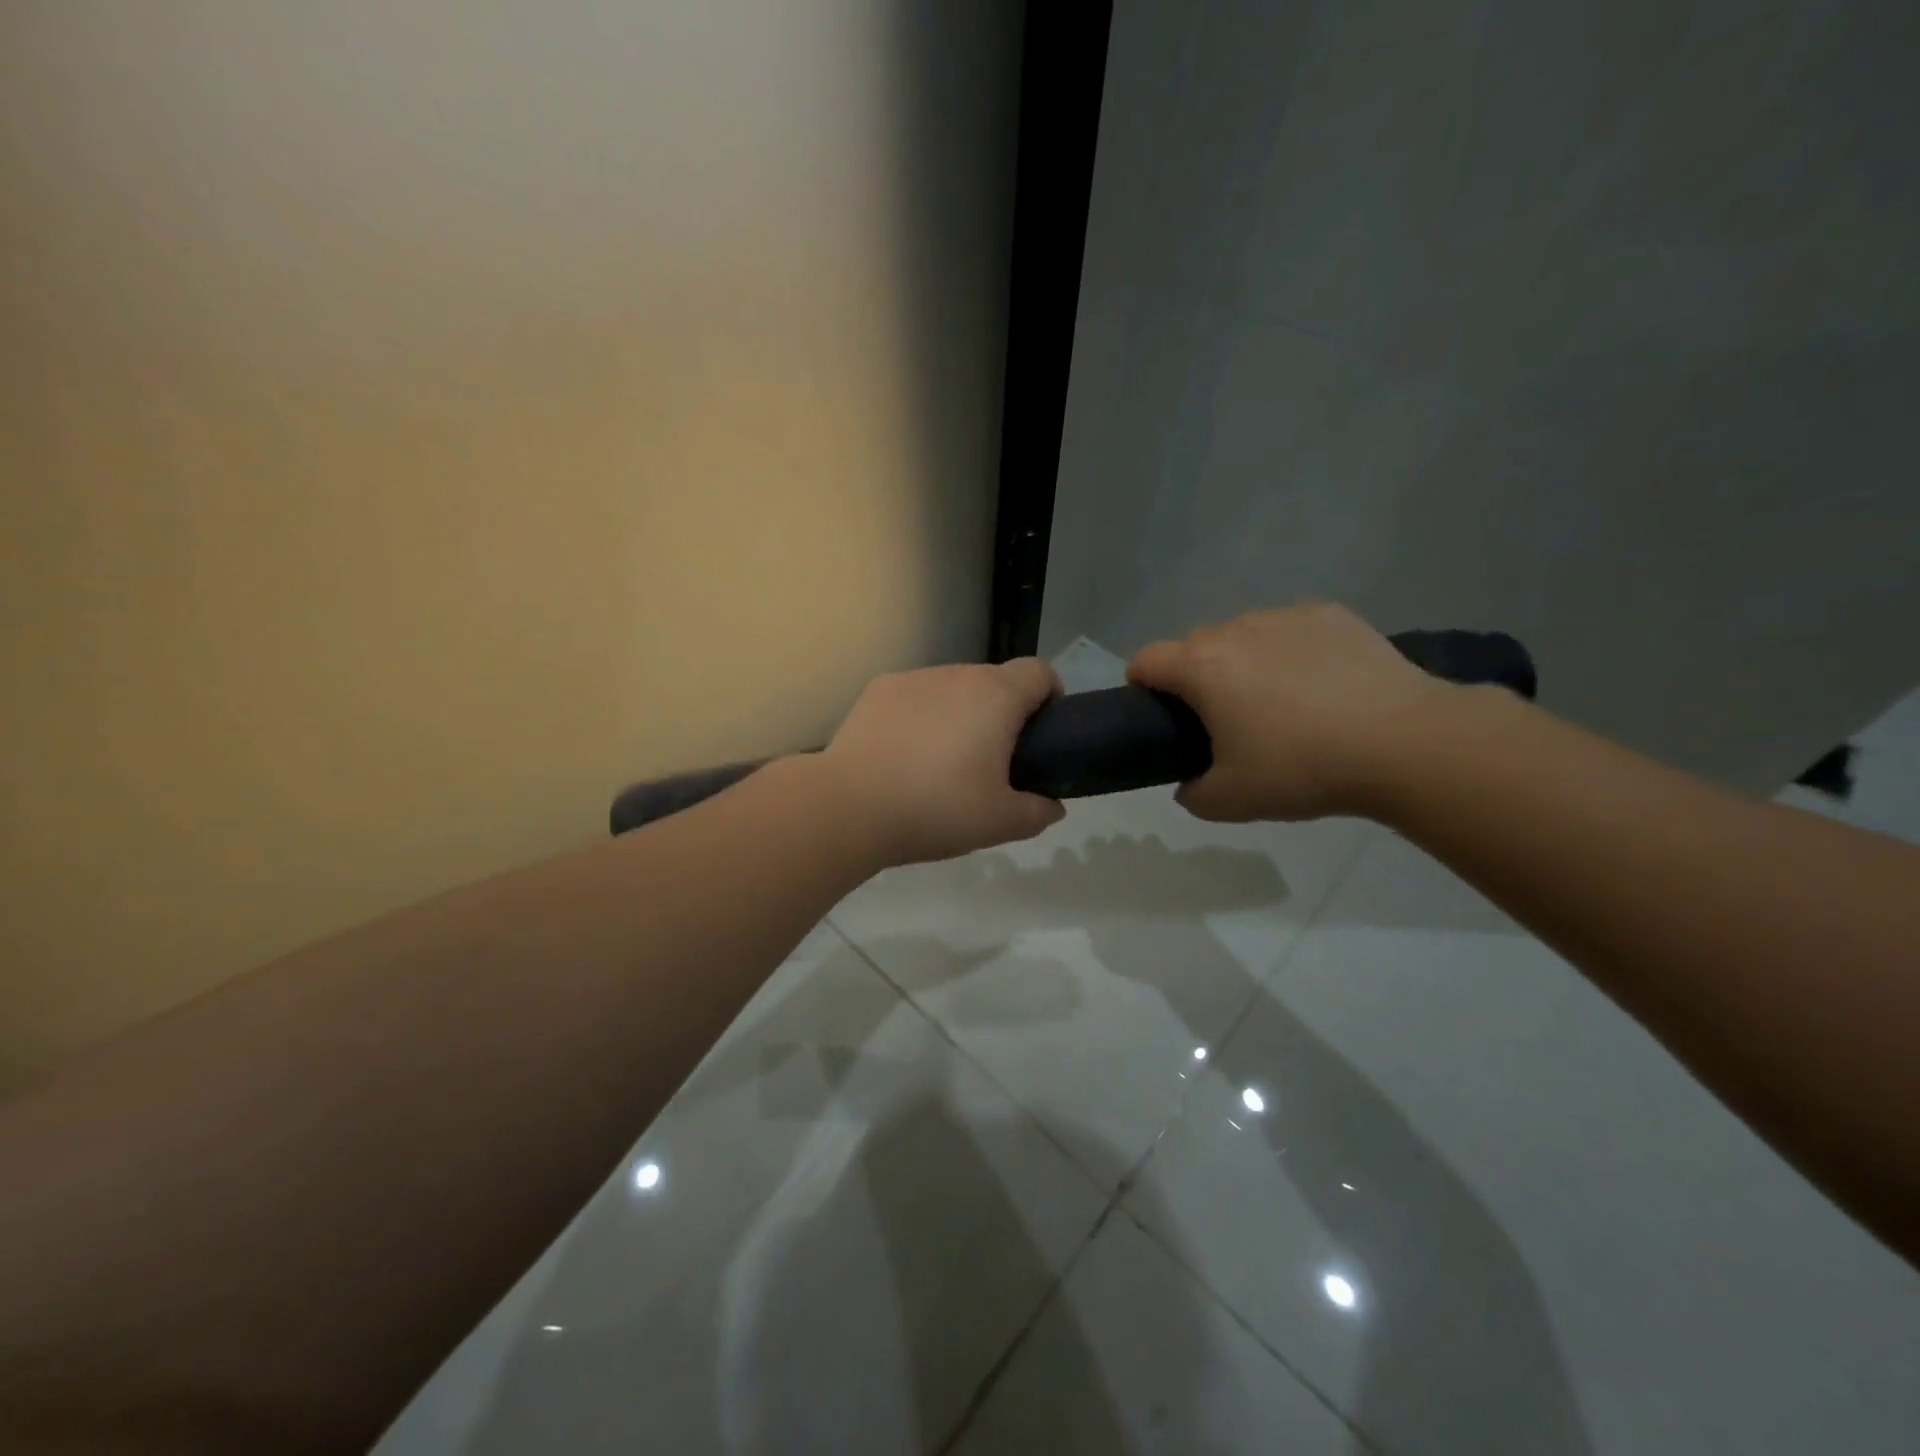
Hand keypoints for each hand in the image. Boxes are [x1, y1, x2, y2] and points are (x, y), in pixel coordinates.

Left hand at [819, 659, 1065, 864]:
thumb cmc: (937, 809)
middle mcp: (957, 674)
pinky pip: (916, 696)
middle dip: (1003, 712)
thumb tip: (1052, 805)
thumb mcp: (1001, 823)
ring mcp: (914, 678)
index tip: (1041, 735)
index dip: (1049, 698)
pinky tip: (904, 753)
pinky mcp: (878, 689)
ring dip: (960, 712)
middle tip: (993, 761)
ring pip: (953, 687)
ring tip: (942, 761)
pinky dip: (922, 715)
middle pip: (995, 681)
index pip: (1039, 673)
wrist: (850, 806)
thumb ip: (1039, 812)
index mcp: (996, 696)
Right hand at [1126, 602, 1451, 821]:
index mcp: (1202, 667)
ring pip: (1243, 634)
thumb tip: (1189, 782)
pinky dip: (1289, 651)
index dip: (1141, 686)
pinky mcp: (1331, 615)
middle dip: (1195, 676)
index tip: (1158, 715)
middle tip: (1222, 719)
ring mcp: (1286, 617)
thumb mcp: (1230, 801)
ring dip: (1242, 660)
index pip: (1146, 660)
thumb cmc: (1302, 768)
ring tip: (1278, 700)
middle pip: (1194, 645)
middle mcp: (1236, 630)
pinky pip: (1290, 630)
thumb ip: (1192, 793)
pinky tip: (1320, 684)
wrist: (1403, 742)